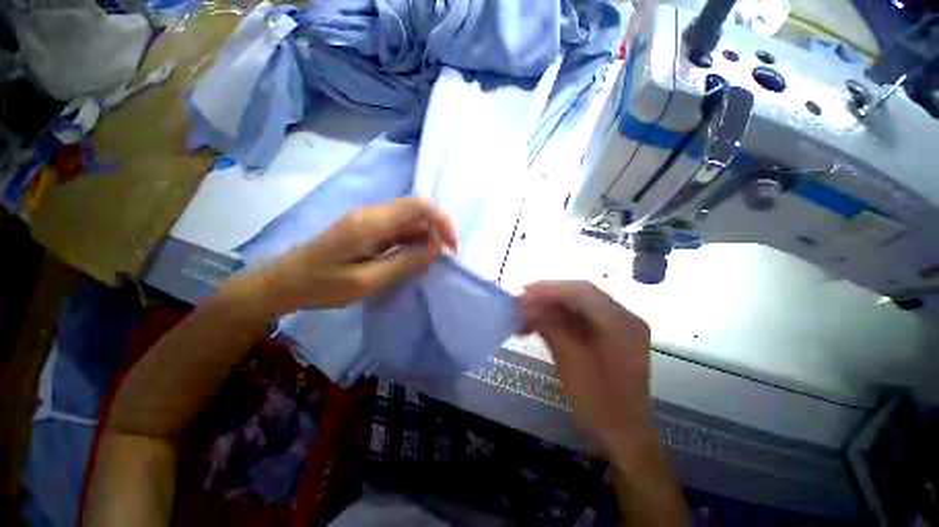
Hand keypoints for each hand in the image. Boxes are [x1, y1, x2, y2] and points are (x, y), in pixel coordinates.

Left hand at [240, 198, 457, 313]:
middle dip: (438, 231)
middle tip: (444, 259)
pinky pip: (399, 231)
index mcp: (371, 222)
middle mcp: (373, 214)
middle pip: (417, 212)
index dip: (442, 221)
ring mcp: (370, 221)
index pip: (419, 205)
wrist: (284, 283)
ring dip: (426, 238)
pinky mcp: (368, 230)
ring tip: (432, 263)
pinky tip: (415, 260)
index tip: (451, 247)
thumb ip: (405, 262)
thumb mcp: (368, 281)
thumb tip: (436, 249)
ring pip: (410, 221)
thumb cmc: (322, 285)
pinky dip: (414, 243)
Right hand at [520, 281, 653, 458]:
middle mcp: (624, 316)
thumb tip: (527, 305)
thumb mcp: (571, 364)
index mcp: (622, 324)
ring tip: (523, 317)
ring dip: (548, 307)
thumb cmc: (600, 404)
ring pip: (576, 302)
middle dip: (546, 296)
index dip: (549, 289)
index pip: (582, 292)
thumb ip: (551, 328)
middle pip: (579, 293)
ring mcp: (617, 322)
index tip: (521, 293)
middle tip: (519, 303)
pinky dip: (556, 317)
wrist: (624, 433)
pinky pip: (578, 315)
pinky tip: (537, 325)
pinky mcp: (607, 330)